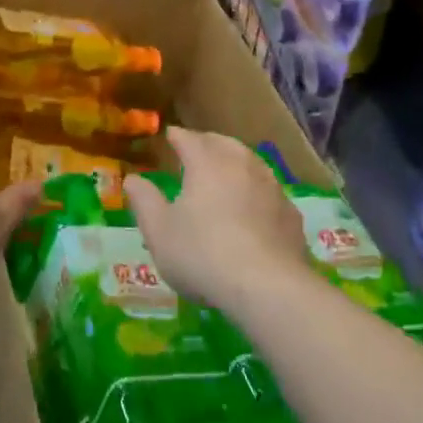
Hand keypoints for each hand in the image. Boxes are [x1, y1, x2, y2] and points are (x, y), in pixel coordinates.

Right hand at [122, 129, 311, 309]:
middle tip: (196, 148)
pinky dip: (255, 189)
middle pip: (223, 143)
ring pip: (250, 162)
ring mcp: (271, 187)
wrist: (268, 287)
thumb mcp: (159, 231)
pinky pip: (268, 190)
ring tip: (224, 172)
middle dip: (207, 143)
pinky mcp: (290, 213)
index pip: (189, 139)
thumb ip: (144, 201)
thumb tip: (132, 179)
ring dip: (235, 162)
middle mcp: (242, 165)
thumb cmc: (202, 254)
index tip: (169, 135)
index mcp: (207, 163)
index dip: (177, 136)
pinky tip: (252, 205)